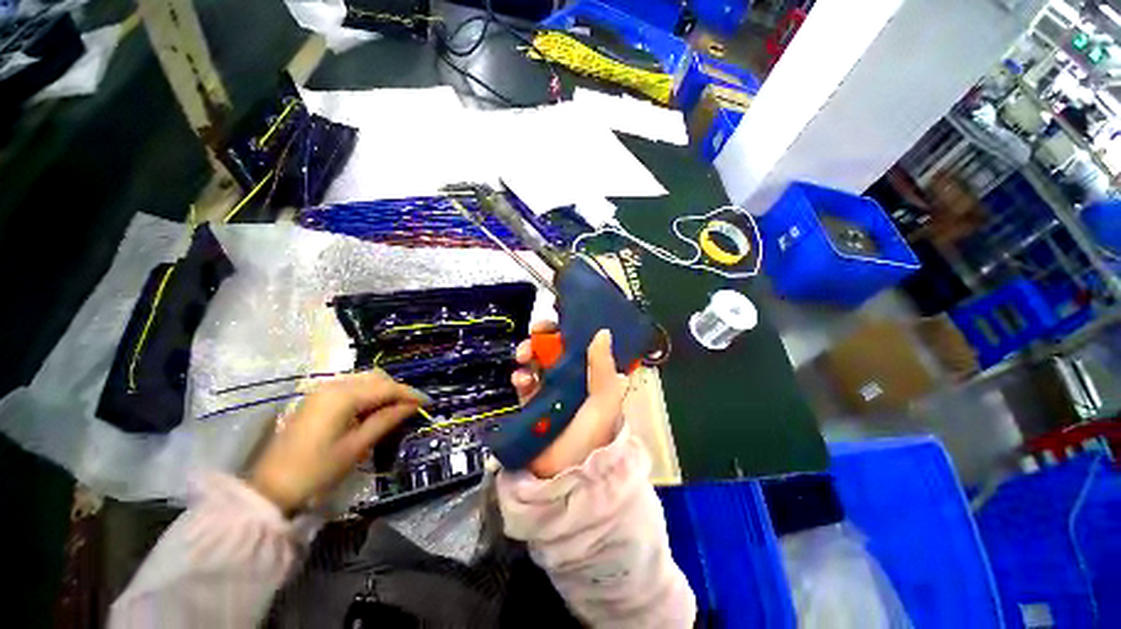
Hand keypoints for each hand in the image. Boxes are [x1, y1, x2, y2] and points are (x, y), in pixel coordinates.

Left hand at [249, 371, 426, 514]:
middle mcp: (332, 385)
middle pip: (376, 378)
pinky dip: (367, 394)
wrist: (271, 488)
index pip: (386, 387)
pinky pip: (351, 387)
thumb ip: (387, 420)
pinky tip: (373, 409)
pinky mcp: (316, 399)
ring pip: (364, 380)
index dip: (410, 393)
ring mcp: (322, 390)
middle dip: (397, 390)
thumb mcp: (358, 446)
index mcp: (343, 396)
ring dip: (383, 390)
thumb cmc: (318, 470)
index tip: (427, 402)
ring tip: (395, 409)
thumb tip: (413, 405)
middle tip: (411, 407)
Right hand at [511, 324, 629, 477]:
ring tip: (524, 355)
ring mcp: (550, 390)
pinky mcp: (532, 402)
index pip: (579, 344)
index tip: (557, 321)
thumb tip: (603, 331)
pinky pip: (524, 382)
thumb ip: (603, 368)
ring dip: (528, 352)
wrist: (564, 476)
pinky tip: (521, 380)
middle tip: (535, 331)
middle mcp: (571, 378)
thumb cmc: (590, 436)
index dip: (567, 330)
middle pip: (554, 349)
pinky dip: (520, 376)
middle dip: (543, 337)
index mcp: (591, 375)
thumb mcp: (604, 402)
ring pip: (537, 361)